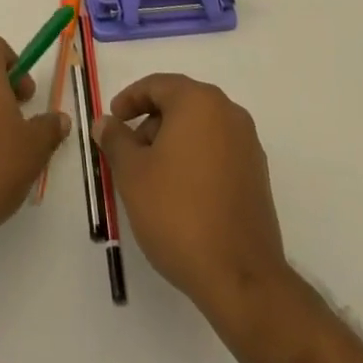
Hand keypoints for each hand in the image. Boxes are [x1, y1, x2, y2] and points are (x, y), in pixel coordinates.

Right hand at [94, 74, 287, 320]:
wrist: (240, 277)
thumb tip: (105, 122)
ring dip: (171, 141)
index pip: (157, 85)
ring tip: (150, 175)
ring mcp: (247, 145)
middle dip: (150, 122)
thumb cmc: (178, 213)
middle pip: (180, 104)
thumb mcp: (132, 173)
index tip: (112, 120)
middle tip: (127, 151)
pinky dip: (193, 158)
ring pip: (200, 128)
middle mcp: (228, 113)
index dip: (129, 99)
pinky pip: (217, 150)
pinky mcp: (257, 175)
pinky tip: (178, 191)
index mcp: (199, 102)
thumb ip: (115, 140)